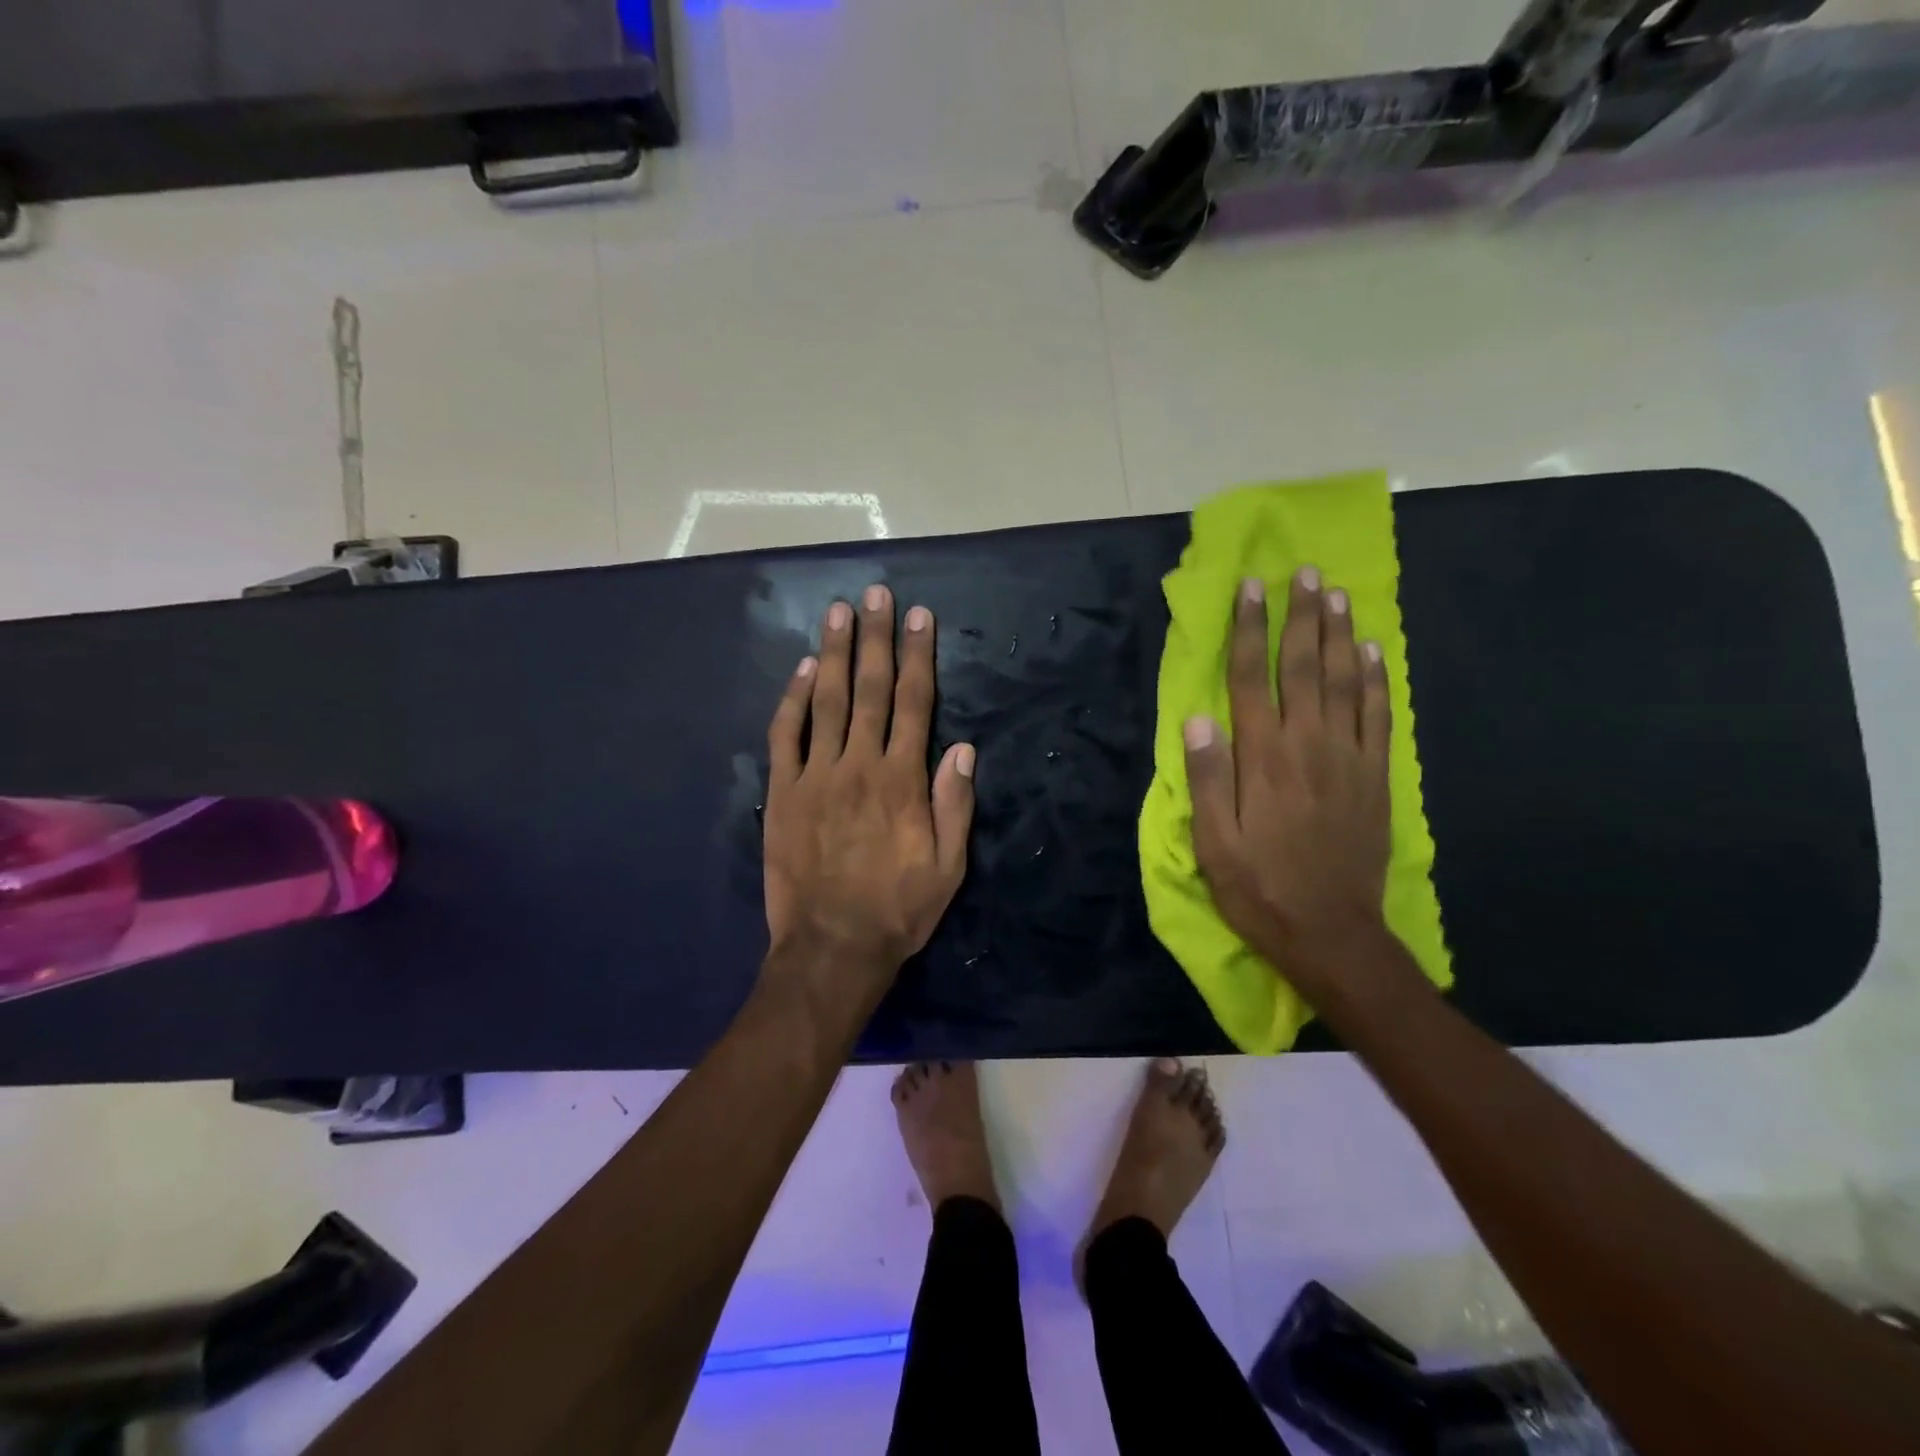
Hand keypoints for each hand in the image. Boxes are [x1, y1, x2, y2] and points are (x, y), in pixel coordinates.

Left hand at [763, 584, 974, 983]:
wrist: (831, 947)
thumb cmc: (898, 909)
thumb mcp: (948, 866)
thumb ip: (955, 804)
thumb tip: (963, 748)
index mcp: (902, 780)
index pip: (913, 703)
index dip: (917, 656)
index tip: (919, 617)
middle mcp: (858, 765)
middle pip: (868, 689)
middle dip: (874, 638)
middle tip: (876, 594)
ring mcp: (814, 776)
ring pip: (824, 701)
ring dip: (831, 653)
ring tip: (838, 612)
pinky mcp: (782, 793)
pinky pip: (785, 736)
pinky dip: (791, 700)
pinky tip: (799, 670)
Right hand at [1184, 568, 1391, 978]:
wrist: (1332, 932)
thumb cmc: (1259, 887)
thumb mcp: (1213, 843)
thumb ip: (1206, 778)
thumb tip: (1197, 720)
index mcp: (1261, 759)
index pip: (1250, 680)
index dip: (1249, 631)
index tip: (1250, 589)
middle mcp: (1306, 746)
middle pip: (1303, 668)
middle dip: (1300, 616)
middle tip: (1303, 573)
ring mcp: (1347, 759)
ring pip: (1344, 682)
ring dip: (1339, 634)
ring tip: (1336, 594)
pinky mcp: (1375, 777)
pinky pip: (1379, 717)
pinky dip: (1377, 680)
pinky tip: (1373, 651)